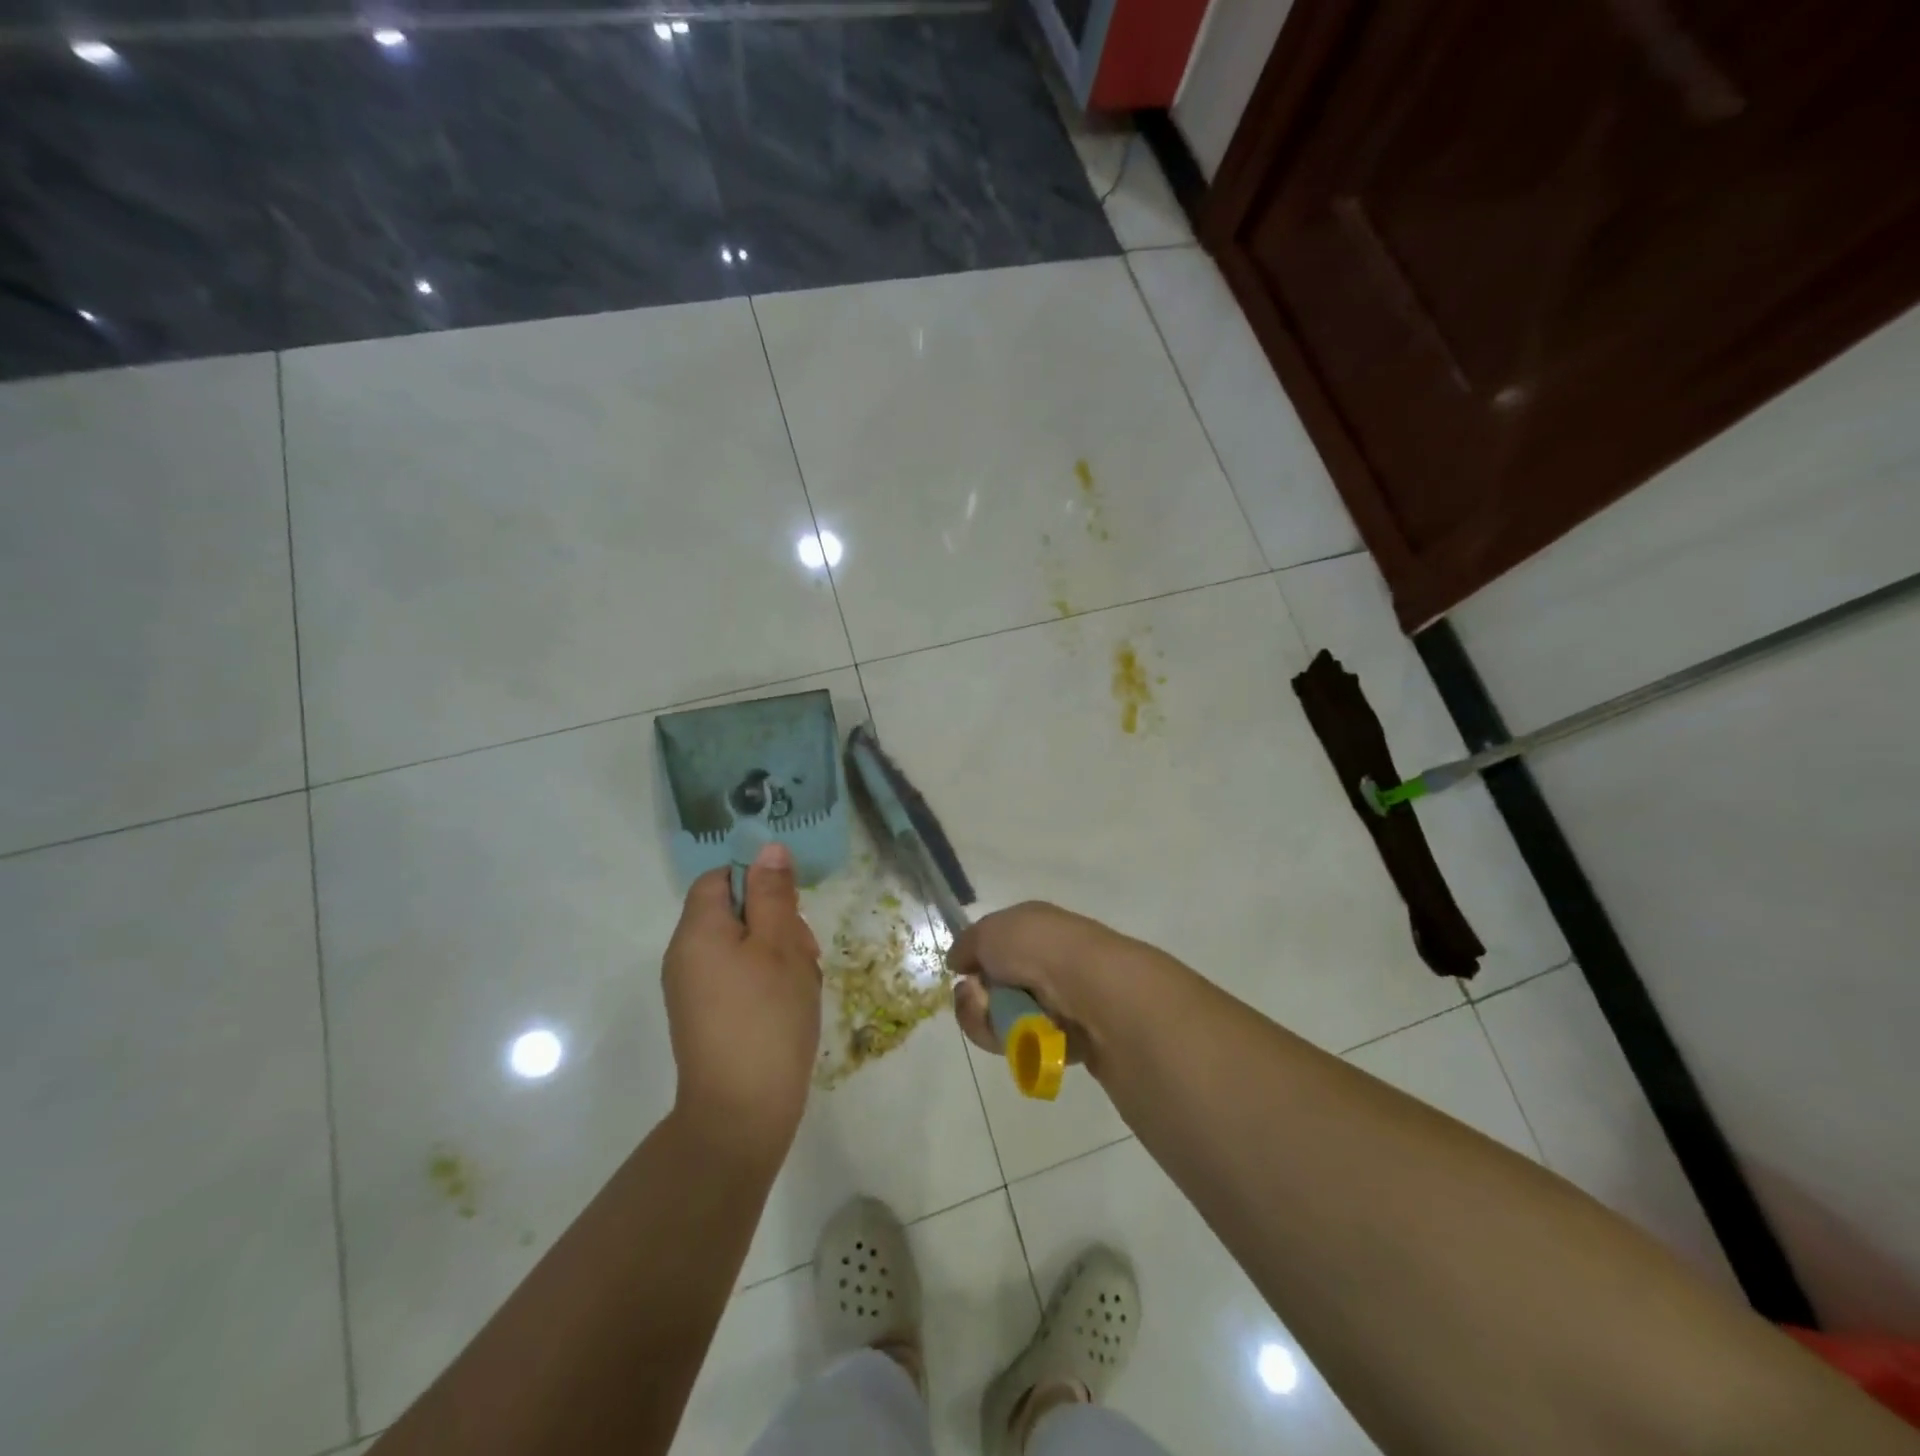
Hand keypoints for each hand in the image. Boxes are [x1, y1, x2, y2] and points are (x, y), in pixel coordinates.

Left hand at [662, 843, 821, 1162]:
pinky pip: (737, 978)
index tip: (791, 908)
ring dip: (777, 954)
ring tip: (802, 984)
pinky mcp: (705, 1017)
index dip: (758, 882)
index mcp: (697, 931)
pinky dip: (766, 981)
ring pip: (741, 947)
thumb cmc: (766, 1018)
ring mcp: (692, 990)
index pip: (720, 878)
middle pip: (732, 912)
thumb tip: (768, 848)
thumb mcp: (781, 946)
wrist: (741, 1114)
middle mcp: (685, 955)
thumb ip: (773, 894)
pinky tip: (790, 1005)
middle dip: (775, 922)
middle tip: (805, 953)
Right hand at [948, 901, 1142, 1075]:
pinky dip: (1018, 1043)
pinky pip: (1026, 1046)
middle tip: (977, 1000)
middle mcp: (1047, 960)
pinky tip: (1028, 1036)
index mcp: (1034, 928)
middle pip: (993, 990)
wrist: (1092, 990)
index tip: (962, 973)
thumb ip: (968, 944)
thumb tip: (959, 961)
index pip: (994, 947)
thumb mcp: (989, 931)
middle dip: (976, 1001)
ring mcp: (1059, 1000)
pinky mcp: (1068, 1037)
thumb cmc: (1038, 948)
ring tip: (1004, 1020)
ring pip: (1004, 1021)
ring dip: (990, 1023)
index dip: (974, 962)